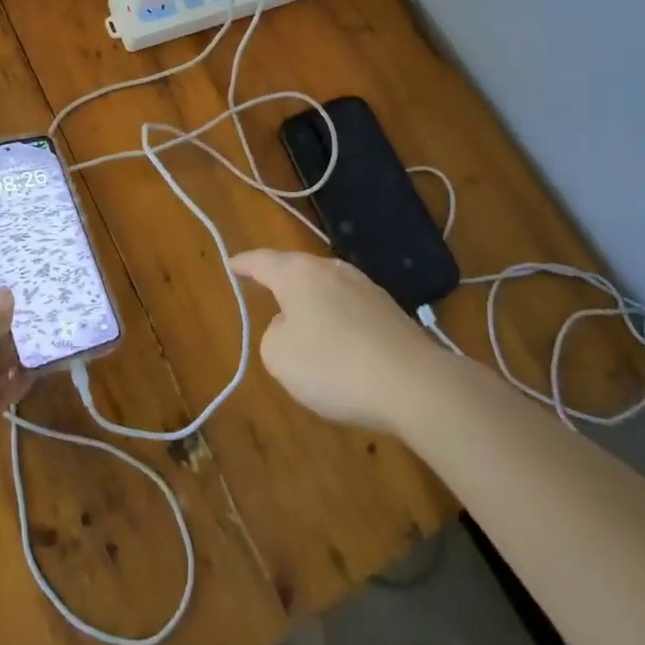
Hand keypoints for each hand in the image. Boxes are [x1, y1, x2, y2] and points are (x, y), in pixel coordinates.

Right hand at [232, 248, 446, 433]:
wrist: (414, 383)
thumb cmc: (333, 366)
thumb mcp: (279, 356)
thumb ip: (273, 335)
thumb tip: (292, 325)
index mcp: (297, 274)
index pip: (262, 261)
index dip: (243, 263)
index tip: (231, 263)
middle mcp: (330, 269)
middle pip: (296, 270)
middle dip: (280, 281)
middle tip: (263, 292)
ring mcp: (364, 286)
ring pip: (325, 288)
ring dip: (311, 303)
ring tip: (302, 324)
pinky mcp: (389, 309)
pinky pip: (349, 308)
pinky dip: (337, 321)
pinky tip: (340, 347)